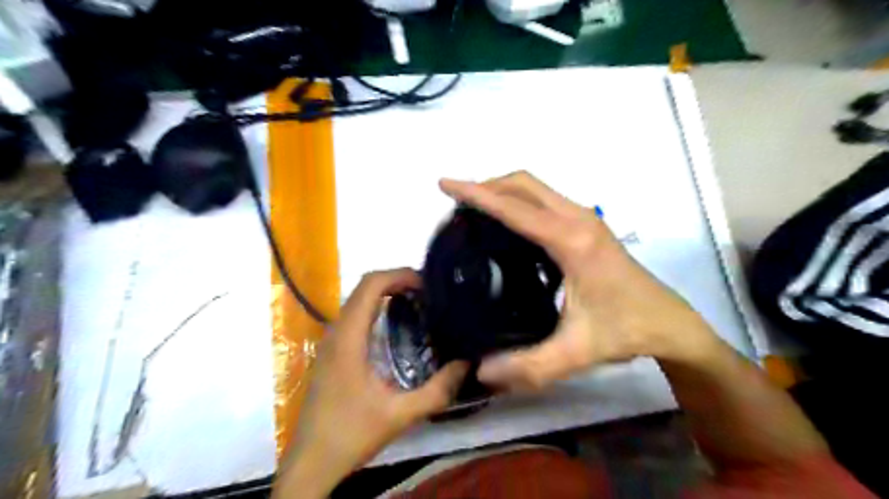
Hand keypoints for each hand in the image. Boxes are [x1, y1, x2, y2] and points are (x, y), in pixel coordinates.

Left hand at [278, 269, 471, 497]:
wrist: (310, 462)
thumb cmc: (351, 434)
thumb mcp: (400, 415)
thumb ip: (437, 390)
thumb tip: (467, 364)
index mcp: (349, 338)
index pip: (370, 285)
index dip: (399, 275)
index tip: (427, 284)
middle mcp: (336, 331)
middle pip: (364, 287)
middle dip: (397, 281)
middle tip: (429, 293)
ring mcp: (331, 341)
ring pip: (358, 300)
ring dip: (387, 293)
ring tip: (418, 303)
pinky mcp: (332, 351)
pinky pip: (355, 315)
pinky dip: (378, 308)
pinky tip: (398, 326)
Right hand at [442, 173, 716, 391]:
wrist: (670, 323)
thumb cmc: (626, 330)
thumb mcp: (577, 353)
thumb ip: (529, 365)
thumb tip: (480, 371)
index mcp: (572, 241)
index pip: (515, 209)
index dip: (476, 194)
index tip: (445, 184)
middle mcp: (579, 219)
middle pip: (525, 185)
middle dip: (487, 185)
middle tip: (457, 203)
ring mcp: (586, 219)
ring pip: (536, 189)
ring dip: (504, 191)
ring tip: (475, 212)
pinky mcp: (587, 226)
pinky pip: (545, 201)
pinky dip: (519, 202)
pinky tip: (507, 227)